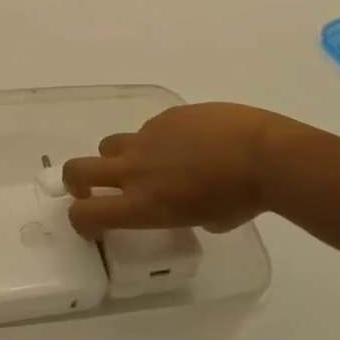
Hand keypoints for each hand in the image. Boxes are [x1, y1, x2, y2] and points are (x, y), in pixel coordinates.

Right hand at [63, 102, 339, 238]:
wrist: (263, 154)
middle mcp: (134, 170)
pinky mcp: (165, 115)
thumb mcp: (208, 222)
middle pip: (77, 171)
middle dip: (76, 181)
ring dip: (120, 156)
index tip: (92, 224)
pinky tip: (192, 142)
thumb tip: (187, 202)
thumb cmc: (242, 199)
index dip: (80, 220)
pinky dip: (160, 138)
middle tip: (89, 188)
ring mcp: (147, 138)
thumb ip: (183, 211)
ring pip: (112, 144)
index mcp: (143, 204)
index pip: (85, 214)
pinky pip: (150, 128)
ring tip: (153, 162)